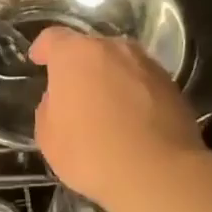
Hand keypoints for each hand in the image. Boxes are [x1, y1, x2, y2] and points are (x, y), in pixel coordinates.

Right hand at [30, 27, 206, 207]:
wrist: (159, 173)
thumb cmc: (91, 152)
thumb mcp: (48, 136)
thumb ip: (48, 108)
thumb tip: (60, 100)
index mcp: (75, 55)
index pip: (53, 38)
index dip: (43, 49)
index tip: (38, 61)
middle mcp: (113, 49)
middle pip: (90, 48)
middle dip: (79, 65)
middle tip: (72, 92)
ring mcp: (147, 65)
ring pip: (120, 64)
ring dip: (109, 78)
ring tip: (105, 106)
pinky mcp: (173, 86)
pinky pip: (142, 82)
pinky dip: (133, 94)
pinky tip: (130, 120)